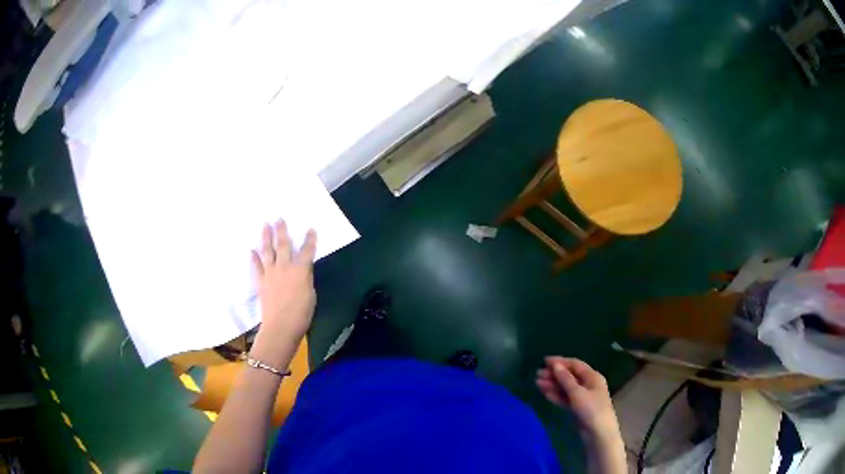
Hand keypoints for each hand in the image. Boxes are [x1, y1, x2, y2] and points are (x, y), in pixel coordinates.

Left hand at [251, 221, 316, 353]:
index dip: (310, 240)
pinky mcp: (261, 281)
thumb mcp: (311, 295)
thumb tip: (302, 272)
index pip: (307, 251)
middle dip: (282, 231)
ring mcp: (271, 273)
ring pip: (268, 251)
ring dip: (266, 237)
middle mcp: (285, 267)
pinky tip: (251, 251)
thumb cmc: (301, 314)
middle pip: (284, 245)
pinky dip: (254, 258)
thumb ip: (306, 279)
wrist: (281, 326)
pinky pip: (257, 267)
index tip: (311, 229)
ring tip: (265, 226)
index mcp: (301, 271)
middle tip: (279, 218)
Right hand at [536, 357, 620, 442]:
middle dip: (554, 374)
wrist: (598, 433)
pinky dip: (555, 395)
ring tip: (537, 383)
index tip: (544, 361)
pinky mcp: (576, 408)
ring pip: (565, 387)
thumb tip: (556, 365)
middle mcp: (588, 384)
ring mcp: (582, 397)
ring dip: (552, 384)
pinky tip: (544, 392)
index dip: (560, 362)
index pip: (575, 365)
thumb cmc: (591, 409)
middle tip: (537, 373)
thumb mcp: (577, 393)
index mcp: (592, 377)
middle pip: (569, 376)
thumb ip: (566, 379)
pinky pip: (565, 398)